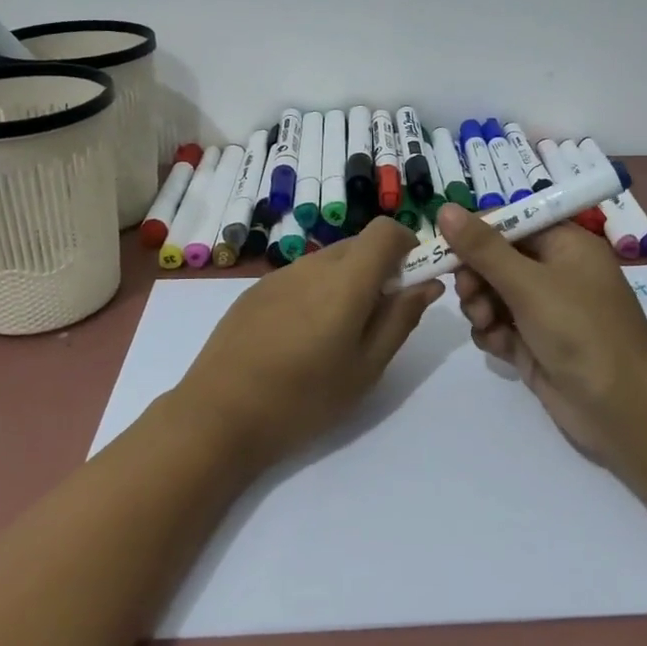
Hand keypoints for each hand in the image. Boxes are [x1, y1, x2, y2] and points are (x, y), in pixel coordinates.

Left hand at [175, 217, 441, 468]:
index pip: (386, 230)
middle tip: (378, 318)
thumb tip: (428, 284)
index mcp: (346, 280)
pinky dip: (316, 292)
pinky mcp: (255, 290)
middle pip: (358, 245)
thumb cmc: (304, 398)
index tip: (412, 280)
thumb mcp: (366, 367)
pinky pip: (300, 277)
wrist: (218, 415)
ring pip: (328, 261)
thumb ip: (400, 319)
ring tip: (336, 335)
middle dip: (379, 268)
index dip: (407, 244)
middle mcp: (313, 265)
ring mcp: (279, 275)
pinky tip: (300, 337)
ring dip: (347, 281)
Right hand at [437, 202, 646, 467]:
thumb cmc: (580, 331)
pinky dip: (492, 332)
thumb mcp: (528, 284)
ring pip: (493, 294)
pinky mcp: (536, 343)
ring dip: (480, 306)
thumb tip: (443, 208)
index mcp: (565, 244)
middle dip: (476, 276)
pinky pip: (500, 325)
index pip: (511, 223)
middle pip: (497, 259)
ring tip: (484, 323)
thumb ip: (482, 248)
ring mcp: (546, 310)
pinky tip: (497, 345)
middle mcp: (556, 272)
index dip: (477, 233)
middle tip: (467, 294)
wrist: (622, 410)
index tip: (446, 248)